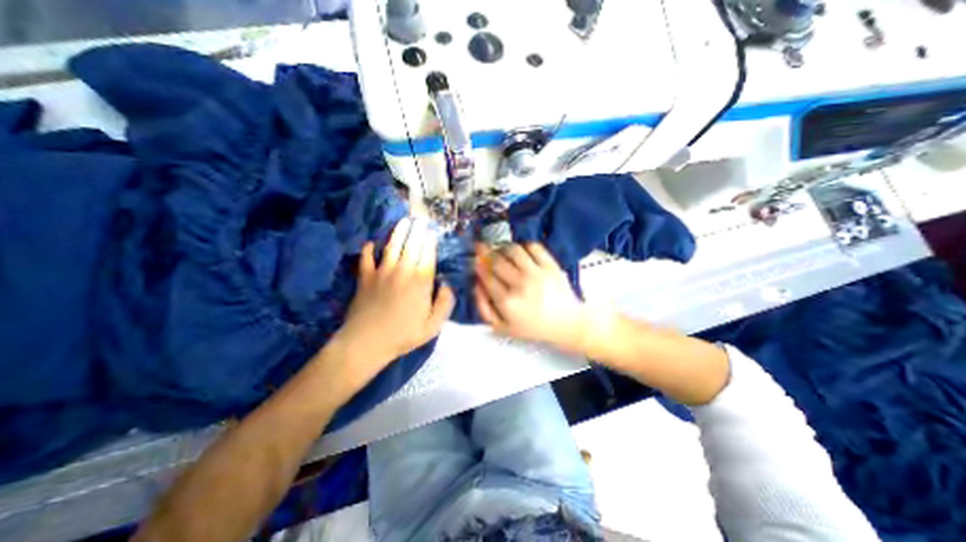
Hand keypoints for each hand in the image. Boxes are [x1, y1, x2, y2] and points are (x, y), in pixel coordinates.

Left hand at [325, 218, 458, 394]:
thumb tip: (447, 285)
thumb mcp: (433, 325)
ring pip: (392, 246)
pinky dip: (368, 249)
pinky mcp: (365, 277)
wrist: (367, 342)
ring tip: (403, 221)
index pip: (428, 254)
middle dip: (417, 230)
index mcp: (421, 281)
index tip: (432, 231)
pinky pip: (366, 258)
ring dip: (398, 232)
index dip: (430, 241)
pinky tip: (370, 243)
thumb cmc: (404, 334)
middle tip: (420, 219)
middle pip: (411, 245)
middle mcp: (402, 270)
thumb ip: (445, 303)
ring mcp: (382, 272)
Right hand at [474, 244, 588, 353]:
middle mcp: (520, 284)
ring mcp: (537, 273)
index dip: (478, 264)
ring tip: (501, 250)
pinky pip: (533, 247)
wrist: (566, 323)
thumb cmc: (533, 327)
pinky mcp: (551, 265)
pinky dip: (524, 245)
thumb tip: (477, 285)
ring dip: (503, 247)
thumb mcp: (503, 327)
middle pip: (497, 260)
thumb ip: (484, 308)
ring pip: (513, 250)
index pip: (486, 276)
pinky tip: (521, 252)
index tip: (476, 259)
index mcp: (507, 302)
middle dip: (486, 252)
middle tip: (482, 248)